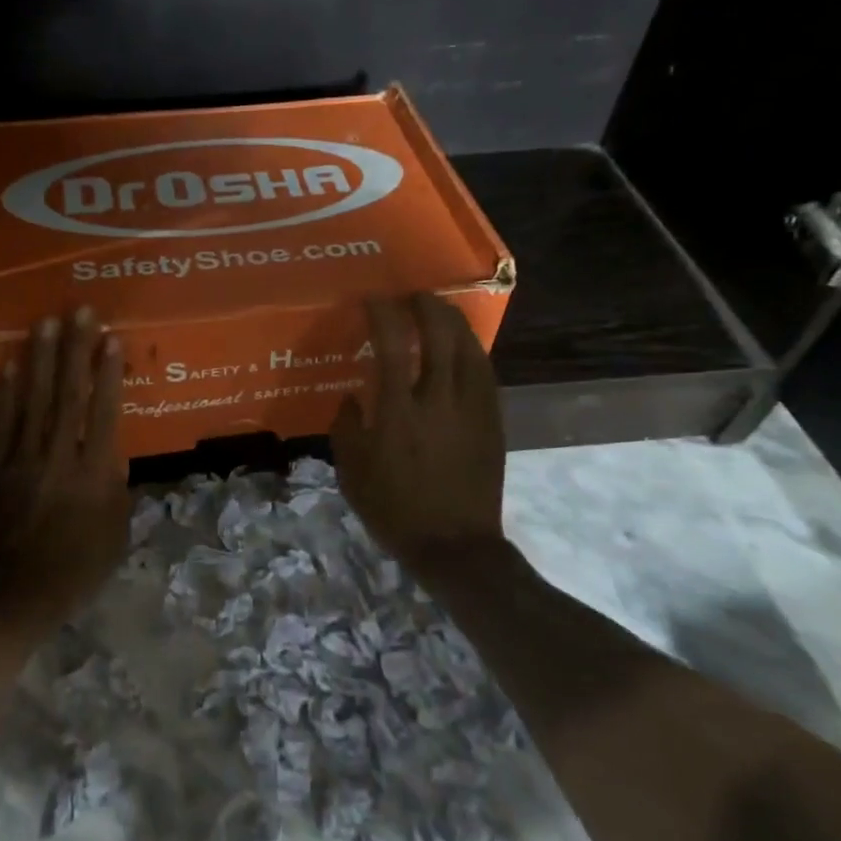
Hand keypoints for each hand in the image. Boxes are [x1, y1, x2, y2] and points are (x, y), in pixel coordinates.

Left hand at [0, 307, 128, 643]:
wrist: (10, 598)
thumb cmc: (73, 571)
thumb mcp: (113, 536)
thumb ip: (117, 491)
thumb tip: (114, 454)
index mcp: (92, 476)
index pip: (102, 412)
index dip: (107, 373)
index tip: (110, 339)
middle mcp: (56, 458)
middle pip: (66, 395)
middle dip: (74, 350)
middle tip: (78, 312)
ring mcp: (18, 461)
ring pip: (30, 401)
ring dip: (38, 359)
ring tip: (43, 324)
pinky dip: (2, 395)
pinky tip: (7, 367)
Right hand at [331, 293, 507, 571]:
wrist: (455, 545)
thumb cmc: (395, 511)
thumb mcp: (352, 473)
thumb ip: (347, 428)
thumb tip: (352, 397)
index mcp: (399, 412)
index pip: (391, 345)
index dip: (382, 314)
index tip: (373, 299)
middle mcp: (439, 400)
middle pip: (440, 335)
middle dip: (427, 306)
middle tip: (413, 295)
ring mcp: (472, 409)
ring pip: (469, 349)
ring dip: (454, 322)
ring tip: (440, 311)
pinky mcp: (493, 421)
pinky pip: (485, 373)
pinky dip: (472, 350)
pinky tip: (464, 347)